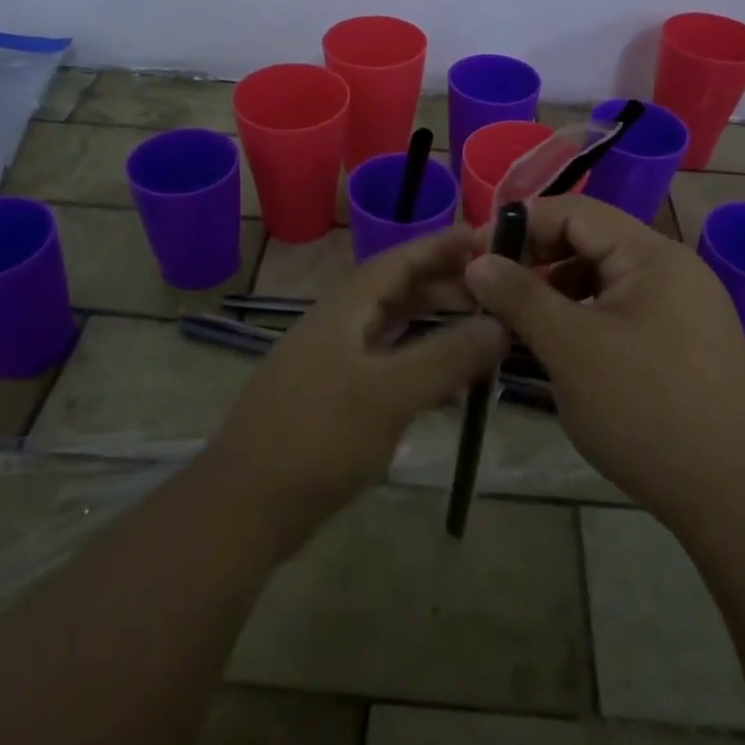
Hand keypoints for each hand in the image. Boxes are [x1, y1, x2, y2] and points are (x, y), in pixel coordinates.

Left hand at [202, 227, 503, 553]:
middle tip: (494, 290)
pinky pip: (384, 367)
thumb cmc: (319, 438)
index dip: (440, 246)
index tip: (485, 237)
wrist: (245, 507)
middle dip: (443, 286)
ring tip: (481, 332)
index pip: (398, 260)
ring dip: (433, 327)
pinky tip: (449, 391)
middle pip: (395, 291)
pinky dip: (418, 367)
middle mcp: (335, 327)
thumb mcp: (390, 394)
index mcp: (343, 309)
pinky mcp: (331, 401)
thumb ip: (446, 356)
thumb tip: (499, 324)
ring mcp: (330, 364)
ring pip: (390, 331)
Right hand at [464, 195, 744, 528]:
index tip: (476, 256)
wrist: (728, 495)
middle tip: (491, 292)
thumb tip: (477, 262)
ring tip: (518, 322)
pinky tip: (558, 345)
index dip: (522, 225)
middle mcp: (672, 268)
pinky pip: (619, 308)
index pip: (575, 212)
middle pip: (590, 240)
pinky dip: (582, 315)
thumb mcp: (570, 349)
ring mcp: (681, 305)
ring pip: (602, 277)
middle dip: (536, 259)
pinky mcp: (680, 339)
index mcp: (652, 256)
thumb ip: (521, 296)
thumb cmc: (643, 411)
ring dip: (555, 289)